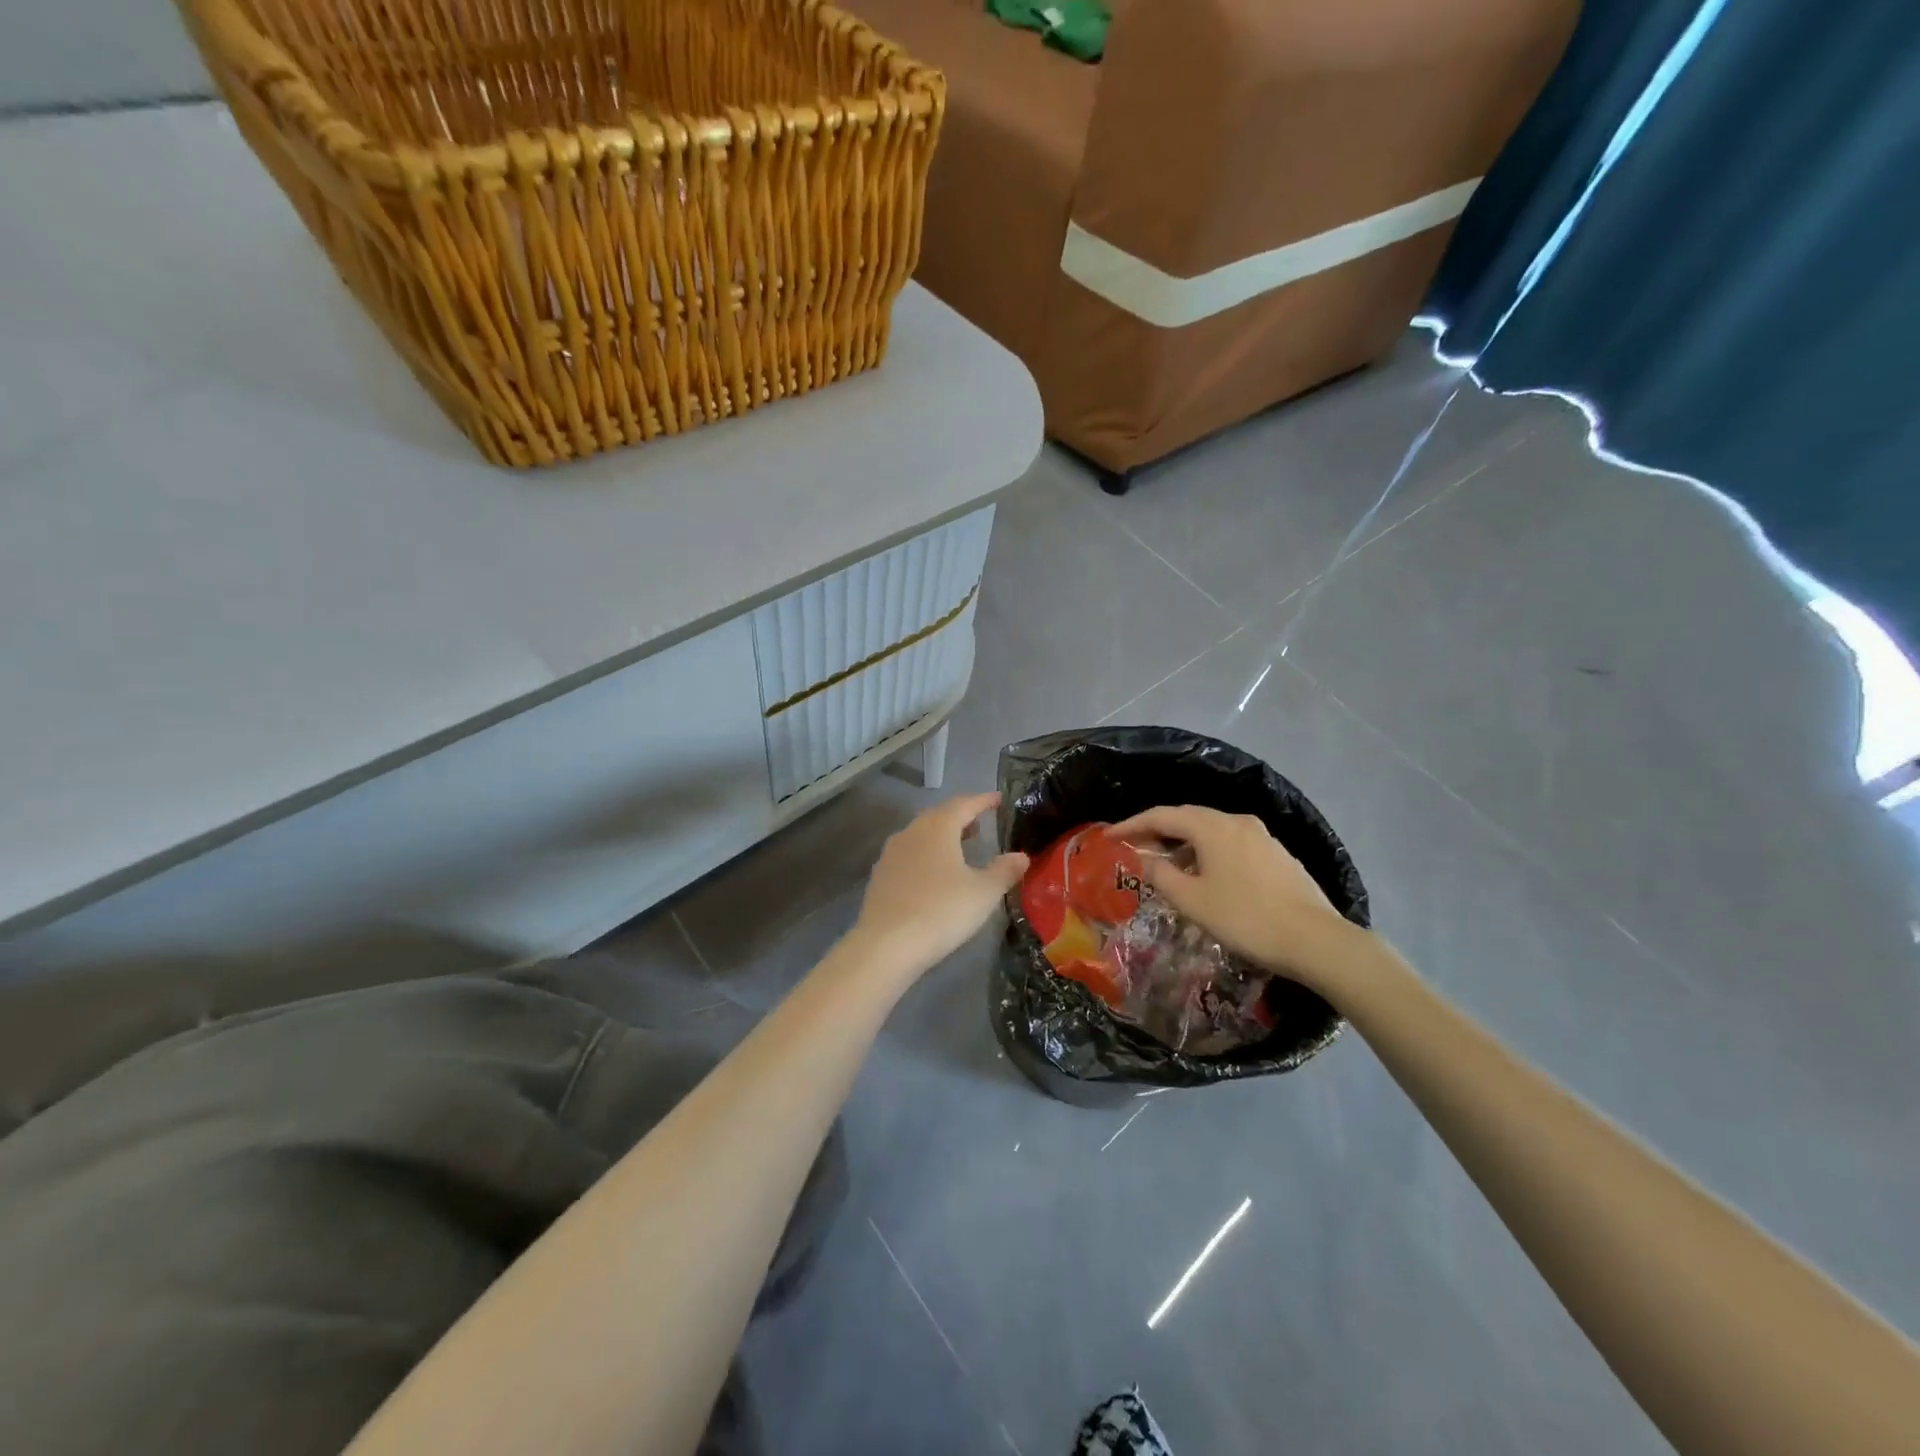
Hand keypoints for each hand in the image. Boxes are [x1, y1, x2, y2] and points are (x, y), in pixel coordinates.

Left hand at [850, 793, 1028, 984]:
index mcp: (937, 828)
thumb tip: (1021, 856)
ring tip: (961, 848)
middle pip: (939, 816)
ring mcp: (890, 855)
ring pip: (921, 836)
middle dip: (961, 817)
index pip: (964, 804)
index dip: (983, 800)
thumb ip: (1004, 871)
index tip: (999, 799)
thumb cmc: (941, 911)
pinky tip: (935, 876)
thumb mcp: (983, 893)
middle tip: (981, 823)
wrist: (885, 946)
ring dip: (942, 837)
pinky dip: (926, 856)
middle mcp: (911, 833)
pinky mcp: (880, 877)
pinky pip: (909, 856)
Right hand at [1109, 804, 1357, 988]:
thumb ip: (1161, 875)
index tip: (1109, 836)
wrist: (1316, 941)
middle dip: (1157, 831)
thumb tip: (1145, 860)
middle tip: (1134, 848)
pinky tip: (1206, 876)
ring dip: (1184, 844)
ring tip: (1167, 866)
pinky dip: (1208, 853)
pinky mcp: (1277, 855)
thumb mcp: (1192, 901)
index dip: (1132, 825)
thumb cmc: (1245, 918)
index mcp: (1212, 827)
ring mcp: (1262, 836)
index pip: (1162, 815)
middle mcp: (1237, 821)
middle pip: (1188, 818)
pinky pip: (1231, 844)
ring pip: (1211, 831)